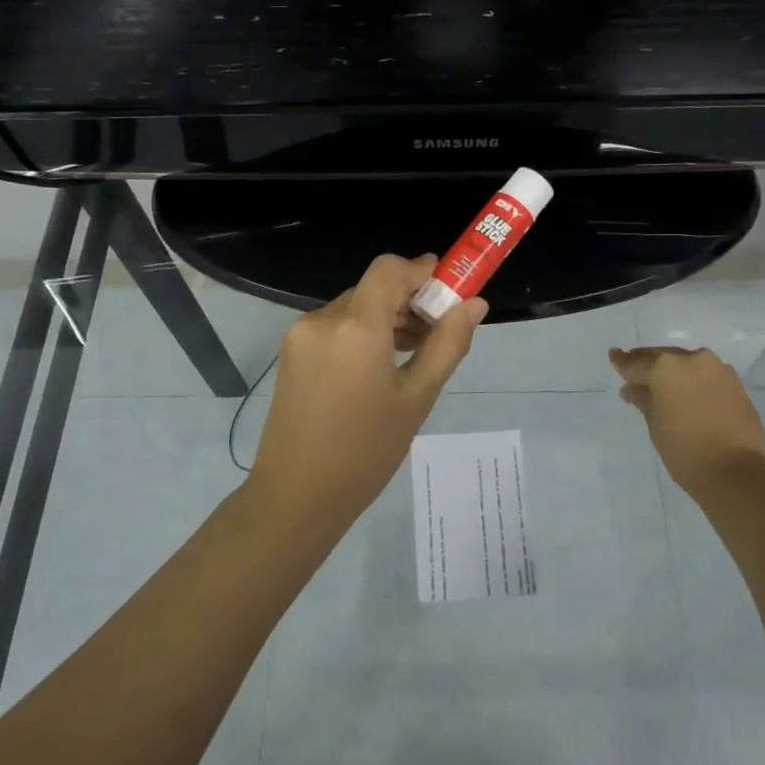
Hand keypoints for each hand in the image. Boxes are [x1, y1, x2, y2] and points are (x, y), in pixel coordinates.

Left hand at [250, 254, 486, 523]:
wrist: (296, 496)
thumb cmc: (366, 451)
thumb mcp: (417, 398)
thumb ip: (447, 344)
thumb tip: (474, 304)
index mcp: (356, 325)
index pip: (389, 269)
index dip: (420, 270)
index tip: (446, 289)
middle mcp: (323, 318)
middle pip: (373, 288)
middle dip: (407, 300)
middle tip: (436, 333)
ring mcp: (301, 334)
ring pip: (353, 307)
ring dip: (384, 317)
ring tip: (411, 354)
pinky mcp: (290, 353)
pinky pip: (334, 326)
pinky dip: (360, 332)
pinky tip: (377, 367)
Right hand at [609, 346, 764, 495]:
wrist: (739, 474)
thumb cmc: (686, 451)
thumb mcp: (656, 425)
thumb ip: (643, 400)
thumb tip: (632, 388)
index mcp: (666, 367)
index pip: (636, 362)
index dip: (622, 362)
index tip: (614, 356)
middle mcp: (691, 359)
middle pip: (662, 357)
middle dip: (648, 365)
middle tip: (634, 373)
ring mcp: (717, 369)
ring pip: (686, 363)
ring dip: (672, 371)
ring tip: (660, 385)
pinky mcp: (735, 383)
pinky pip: (705, 374)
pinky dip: (692, 379)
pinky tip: (686, 392)